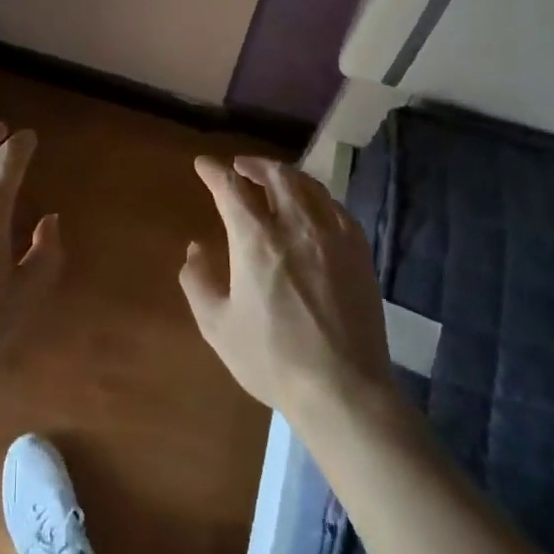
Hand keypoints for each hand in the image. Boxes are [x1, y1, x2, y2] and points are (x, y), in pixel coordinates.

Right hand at [181, 156, 393, 421]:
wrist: (344, 389)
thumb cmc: (272, 359)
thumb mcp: (217, 325)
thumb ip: (197, 281)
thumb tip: (195, 248)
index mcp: (256, 239)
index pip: (231, 187)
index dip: (214, 171)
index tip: (203, 164)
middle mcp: (295, 225)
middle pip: (275, 174)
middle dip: (253, 164)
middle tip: (239, 166)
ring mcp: (332, 235)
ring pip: (308, 185)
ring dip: (285, 174)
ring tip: (273, 178)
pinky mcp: (359, 250)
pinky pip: (335, 207)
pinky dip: (316, 196)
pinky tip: (311, 206)